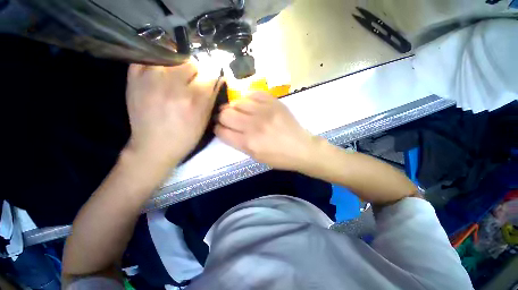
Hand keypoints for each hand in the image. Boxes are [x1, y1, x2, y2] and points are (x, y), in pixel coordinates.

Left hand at [125, 62, 220, 167]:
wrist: (154, 146)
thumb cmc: (185, 136)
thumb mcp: (205, 120)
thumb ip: (211, 97)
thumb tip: (217, 79)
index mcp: (194, 100)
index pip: (210, 74)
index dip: (211, 79)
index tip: (208, 84)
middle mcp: (174, 86)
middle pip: (191, 62)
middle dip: (195, 73)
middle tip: (190, 84)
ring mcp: (151, 79)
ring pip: (172, 57)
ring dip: (177, 67)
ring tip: (174, 79)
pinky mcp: (134, 78)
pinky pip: (147, 58)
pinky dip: (156, 62)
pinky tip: (159, 73)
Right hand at [215, 92, 319, 170]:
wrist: (301, 148)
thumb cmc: (278, 157)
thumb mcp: (255, 157)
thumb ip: (238, 143)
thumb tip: (226, 129)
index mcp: (248, 143)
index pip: (221, 131)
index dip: (218, 129)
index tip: (220, 128)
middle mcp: (253, 126)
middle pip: (225, 114)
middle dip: (222, 117)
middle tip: (228, 119)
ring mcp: (264, 111)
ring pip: (237, 102)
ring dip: (235, 108)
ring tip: (241, 112)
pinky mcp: (274, 102)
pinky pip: (253, 94)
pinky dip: (248, 99)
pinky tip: (251, 105)